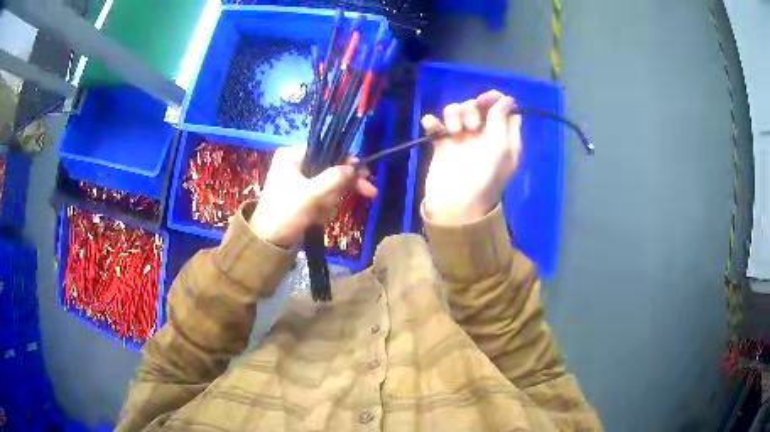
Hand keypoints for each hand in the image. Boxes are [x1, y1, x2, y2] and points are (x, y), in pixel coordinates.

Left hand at [250, 146, 376, 248]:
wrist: (268, 242)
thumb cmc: (285, 212)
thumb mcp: (310, 194)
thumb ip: (334, 178)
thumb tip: (354, 167)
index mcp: (291, 155)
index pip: (326, 151)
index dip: (346, 161)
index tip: (364, 173)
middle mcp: (295, 164)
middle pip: (330, 169)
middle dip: (339, 188)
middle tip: (369, 193)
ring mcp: (299, 182)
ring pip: (328, 186)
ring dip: (330, 202)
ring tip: (319, 215)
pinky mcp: (302, 197)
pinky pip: (322, 198)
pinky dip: (324, 209)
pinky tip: (316, 219)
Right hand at [421, 90, 521, 224]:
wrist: (455, 204)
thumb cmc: (484, 176)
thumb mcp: (500, 147)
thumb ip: (501, 119)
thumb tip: (507, 98)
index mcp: (503, 137)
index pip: (503, 109)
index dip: (495, 100)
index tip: (486, 101)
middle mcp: (484, 135)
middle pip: (478, 106)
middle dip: (472, 109)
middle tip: (471, 125)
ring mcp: (462, 139)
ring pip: (456, 111)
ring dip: (453, 115)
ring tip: (454, 132)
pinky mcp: (442, 144)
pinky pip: (436, 124)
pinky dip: (433, 123)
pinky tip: (433, 129)